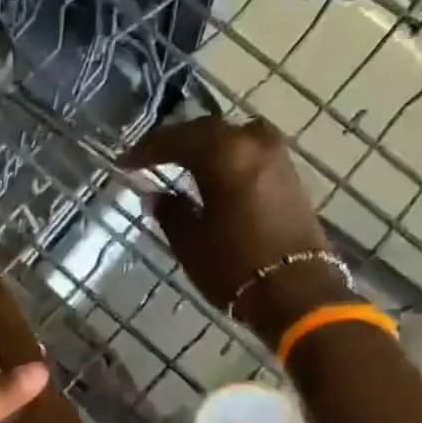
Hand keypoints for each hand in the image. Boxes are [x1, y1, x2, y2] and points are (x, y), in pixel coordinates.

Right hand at [124, 115, 351, 347]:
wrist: (296, 292)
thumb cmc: (234, 267)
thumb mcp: (191, 243)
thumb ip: (171, 213)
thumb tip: (155, 195)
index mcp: (224, 156)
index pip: (177, 140)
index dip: (148, 149)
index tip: (125, 161)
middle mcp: (253, 144)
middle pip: (207, 131)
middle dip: (176, 141)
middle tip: (149, 155)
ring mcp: (277, 158)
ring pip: (232, 137)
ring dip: (204, 145)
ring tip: (181, 160)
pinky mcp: (289, 176)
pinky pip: (249, 151)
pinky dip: (226, 156)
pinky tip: (212, 172)